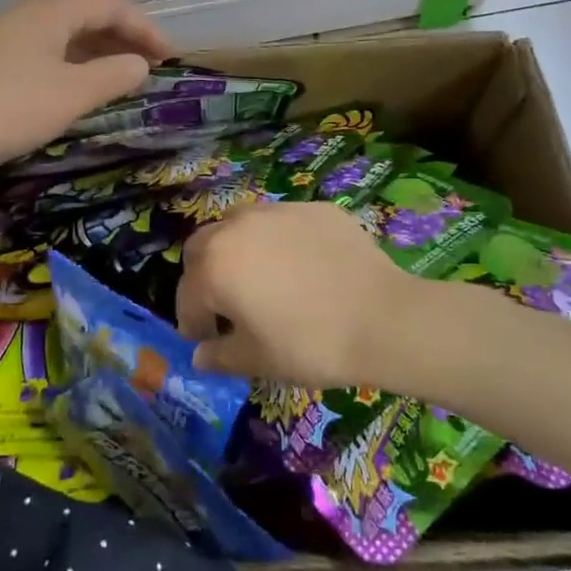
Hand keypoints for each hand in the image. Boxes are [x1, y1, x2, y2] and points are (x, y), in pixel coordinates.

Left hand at [0, 0, 173, 179]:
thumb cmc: (8, 109)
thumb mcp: (71, 94)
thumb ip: (112, 76)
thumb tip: (140, 64)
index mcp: (51, 12)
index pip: (110, 3)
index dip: (145, 27)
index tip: (170, 57)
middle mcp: (30, 15)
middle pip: (88, 13)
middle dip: (125, 36)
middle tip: (152, 66)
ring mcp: (10, 38)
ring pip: (68, 34)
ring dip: (101, 51)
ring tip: (124, 77)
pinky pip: (50, 52)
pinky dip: (76, 64)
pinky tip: (82, 88)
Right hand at [175, 203, 414, 390]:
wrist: (383, 318)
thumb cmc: (309, 345)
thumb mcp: (258, 361)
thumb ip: (220, 356)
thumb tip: (202, 355)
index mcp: (214, 267)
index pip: (187, 296)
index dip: (193, 323)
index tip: (206, 342)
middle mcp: (236, 228)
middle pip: (202, 248)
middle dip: (204, 276)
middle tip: (225, 305)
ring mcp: (276, 212)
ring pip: (240, 225)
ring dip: (237, 250)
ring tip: (261, 279)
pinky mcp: (314, 209)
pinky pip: (282, 223)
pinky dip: (280, 242)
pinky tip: (304, 268)